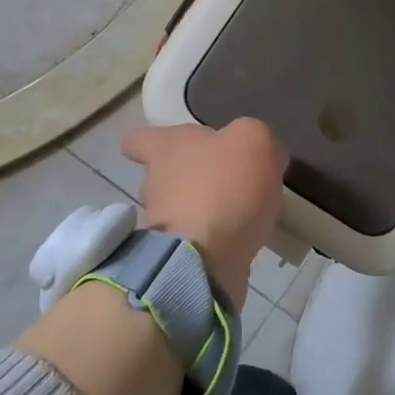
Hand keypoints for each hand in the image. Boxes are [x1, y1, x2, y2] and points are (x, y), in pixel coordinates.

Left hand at [122, 118, 287, 306]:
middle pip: (164, 175)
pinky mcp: (175, 257)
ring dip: (205, 210)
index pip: (137, 139)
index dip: (152, 139)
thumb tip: (257, 153)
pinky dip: (215, 239)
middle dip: (191, 177)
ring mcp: (161, 224)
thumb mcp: (254, 140)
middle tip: (227, 180)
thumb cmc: (224, 185)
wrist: (207, 258)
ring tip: (242, 212)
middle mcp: (154, 182)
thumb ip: (255, 136)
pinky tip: (243, 239)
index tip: (173, 145)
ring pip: (180, 209)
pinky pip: (195, 240)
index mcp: (165, 147)